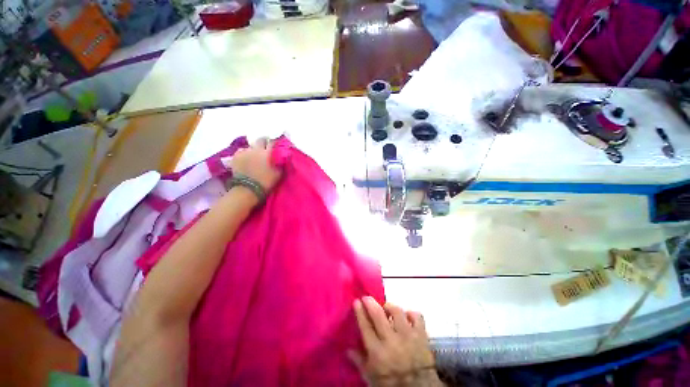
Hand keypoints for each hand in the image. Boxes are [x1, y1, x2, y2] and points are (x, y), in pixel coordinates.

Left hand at [229, 138, 282, 191]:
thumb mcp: (278, 174)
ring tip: (254, 156)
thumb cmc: (266, 182)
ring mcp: (244, 152)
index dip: (274, 143)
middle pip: (260, 140)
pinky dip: (244, 153)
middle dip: (263, 142)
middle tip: (265, 148)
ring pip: (250, 146)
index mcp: (267, 153)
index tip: (276, 145)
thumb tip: (283, 159)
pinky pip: (241, 151)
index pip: (272, 142)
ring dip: (253, 149)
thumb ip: (281, 164)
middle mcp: (256, 149)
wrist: (247, 189)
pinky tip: (245, 158)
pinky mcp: (235, 156)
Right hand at [351, 297, 442, 386]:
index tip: (357, 301)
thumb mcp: (371, 378)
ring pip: (397, 312)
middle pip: (378, 314)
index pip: (365, 326)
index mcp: (377, 352)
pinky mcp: (421, 335)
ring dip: (390, 307)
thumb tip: (348, 349)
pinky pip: (417, 317)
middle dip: (371, 303)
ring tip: (386, 308)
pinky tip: (406, 316)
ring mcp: (408, 336)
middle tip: (367, 298)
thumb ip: (360, 362)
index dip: (360, 312)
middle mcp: (391, 340)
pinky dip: (411, 313)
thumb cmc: (392, 383)